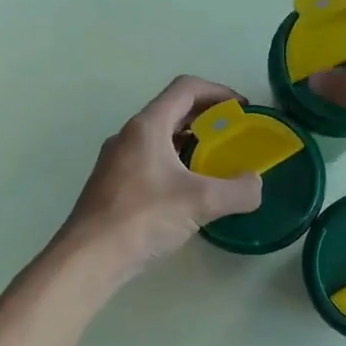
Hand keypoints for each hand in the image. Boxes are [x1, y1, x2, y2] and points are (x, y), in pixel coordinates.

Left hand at [58, 76, 263, 281]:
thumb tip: (256, 185)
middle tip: (233, 135)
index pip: (186, 88)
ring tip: (214, 164)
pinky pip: (149, 161)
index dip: (218, 91)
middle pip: (172, 110)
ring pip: (159, 138)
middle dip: (206, 117)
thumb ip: (239, 191)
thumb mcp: (201, 203)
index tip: (242, 108)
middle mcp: (128, 135)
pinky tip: (186, 192)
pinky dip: (174, 164)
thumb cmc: (143, 218)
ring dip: (189, 142)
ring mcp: (116, 160)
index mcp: (147, 126)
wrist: (89, 257)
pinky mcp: (111, 184)